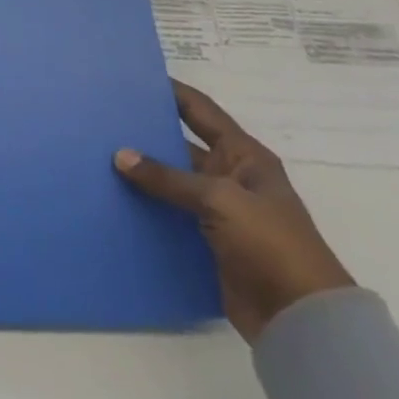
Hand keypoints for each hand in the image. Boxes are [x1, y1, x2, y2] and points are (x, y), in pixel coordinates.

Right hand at [114, 81, 353, 343]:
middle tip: (100, 117)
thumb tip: (120, 155)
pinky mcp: (205, 242)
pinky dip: (144, 207)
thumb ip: (168, 177)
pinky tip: (111, 198)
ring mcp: (217, 211)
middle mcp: (230, 177)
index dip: (169, 91)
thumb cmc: (271, 244)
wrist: (303, 322)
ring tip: (95, 155)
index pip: (199, 110)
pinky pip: (167, 215)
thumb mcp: (221, 200)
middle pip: (180, 145)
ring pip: (169, 182)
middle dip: (144, 133)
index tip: (130, 76)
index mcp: (244, 156)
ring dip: (140, 173)